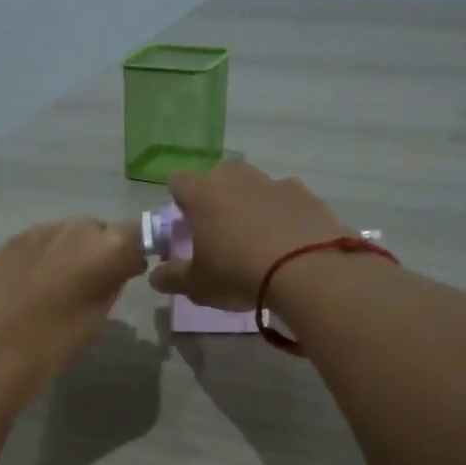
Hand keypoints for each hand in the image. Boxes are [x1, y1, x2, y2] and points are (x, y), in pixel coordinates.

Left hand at [0, 217, 145, 401]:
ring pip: (66, 236)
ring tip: (56, 289)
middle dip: (99, 253)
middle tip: (90, 286)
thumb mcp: (95, 320)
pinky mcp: (9, 240)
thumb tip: (116, 270)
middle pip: (99, 232)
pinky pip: (39, 244)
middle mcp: (75, 228)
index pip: (137, 235)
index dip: (133, 253)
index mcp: (106, 248)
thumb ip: (111, 285)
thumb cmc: (50, 344)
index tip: (129, 274)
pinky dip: (42, 259)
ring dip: (69, 254)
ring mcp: (39, 230)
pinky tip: (29, 288)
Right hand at [148, 163, 349, 309]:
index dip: (177, 201)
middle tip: (218, 234)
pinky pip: (287, 203)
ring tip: (257, 242)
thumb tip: (156, 275)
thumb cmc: (238, 273)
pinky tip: (288, 246)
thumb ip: (171, 277)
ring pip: (255, 188)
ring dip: (251, 207)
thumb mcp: (196, 286)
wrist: (309, 271)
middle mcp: (238, 178)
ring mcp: (276, 183)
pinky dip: (283, 218)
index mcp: (203, 192)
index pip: (178, 180)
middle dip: (215, 200)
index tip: (183, 225)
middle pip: (218, 178)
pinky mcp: (309, 196)